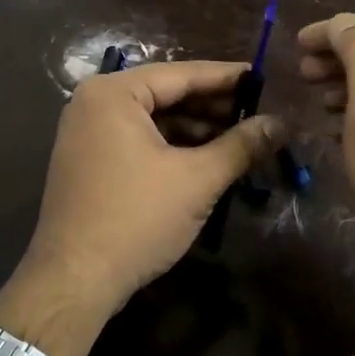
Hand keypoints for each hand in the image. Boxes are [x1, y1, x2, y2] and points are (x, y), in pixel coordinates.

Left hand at [5, 61, 283, 338]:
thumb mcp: (197, 180)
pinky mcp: (88, 162)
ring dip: (196, 130)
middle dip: (213, 107)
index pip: (181, 74)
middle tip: (259, 114)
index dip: (227, 78)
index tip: (264, 78)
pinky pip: (138, 140)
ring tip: (241, 140)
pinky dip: (172, 147)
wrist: (74, 281)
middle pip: (166, 95)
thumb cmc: (136, 219)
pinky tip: (206, 160)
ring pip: (154, 120)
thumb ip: (241, 145)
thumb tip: (280, 123)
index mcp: (113, 93)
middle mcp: (94, 103)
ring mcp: (86, 133)